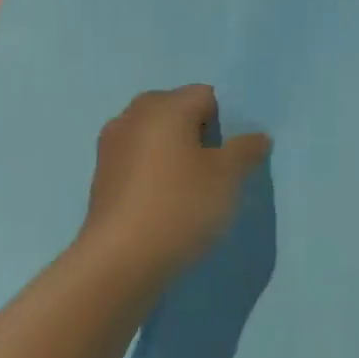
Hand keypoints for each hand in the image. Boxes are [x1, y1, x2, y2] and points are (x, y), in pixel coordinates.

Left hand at [74, 85, 270, 291]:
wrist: (119, 262)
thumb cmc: (180, 206)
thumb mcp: (228, 176)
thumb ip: (246, 149)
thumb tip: (256, 137)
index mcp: (165, 106)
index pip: (206, 95)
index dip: (227, 121)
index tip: (233, 155)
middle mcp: (133, 116)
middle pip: (177, 110)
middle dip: (199, 132)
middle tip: (216, 168)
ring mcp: (111, 146)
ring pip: (155, 136)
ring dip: (175, 152)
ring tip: (192, 188)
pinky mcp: (101, 177)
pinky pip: (138, 160)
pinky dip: (154, 172)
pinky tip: (166, 202)